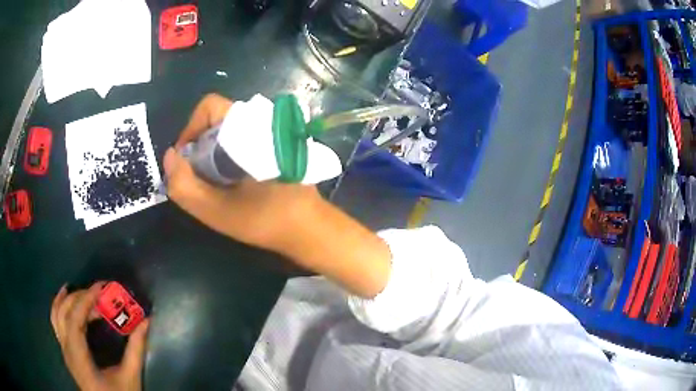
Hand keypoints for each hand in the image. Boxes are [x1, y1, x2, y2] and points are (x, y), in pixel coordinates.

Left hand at [51, 283, 149, 390]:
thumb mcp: (130, 377)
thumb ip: (136, 350)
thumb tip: (146, 321)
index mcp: (79, 358)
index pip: (74, 321)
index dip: (85, 300)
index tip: (101, 287)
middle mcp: (67, 350)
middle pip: (63, 313)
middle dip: (79, 297)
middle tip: (98, 293)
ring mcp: (64, 350)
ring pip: (56, 315)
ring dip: (67, 299)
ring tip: (81, 290)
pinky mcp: (66, 351)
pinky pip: (57, 322)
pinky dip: (60, 307)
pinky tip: (67, 300)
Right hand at [164, 93, 321, 252]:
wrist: (309, 229)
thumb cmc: (265, 220)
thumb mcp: (215, 211)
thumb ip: (184, 185)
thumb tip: (169, 156)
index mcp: (247, 127)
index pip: (209, 106)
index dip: (190, 129)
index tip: (185, 161)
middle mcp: (260, 122)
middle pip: (217, 121)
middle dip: (199, 147)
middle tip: (199, 178)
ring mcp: (270, 134)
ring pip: (228, 132)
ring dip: (213, 154)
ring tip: (214, 184)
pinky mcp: (275, 147)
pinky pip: (242, 141)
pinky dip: (227, 157)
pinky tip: (230, 183)